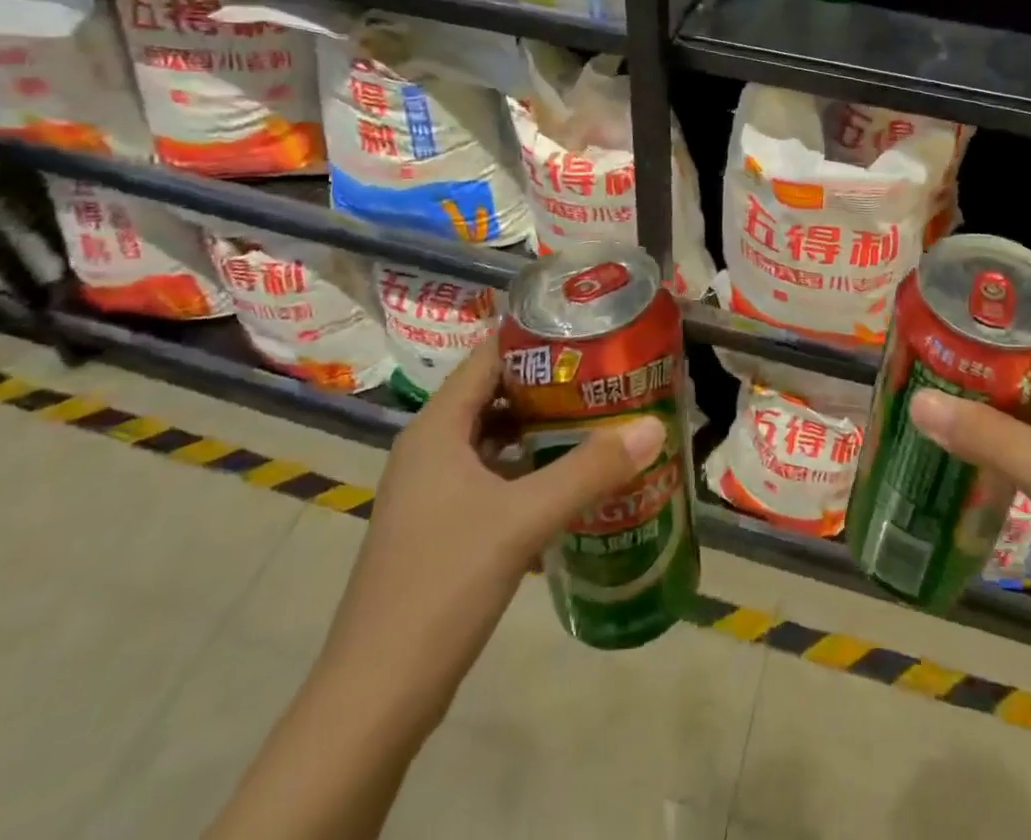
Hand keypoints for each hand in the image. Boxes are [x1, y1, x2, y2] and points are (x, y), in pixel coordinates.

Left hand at [313, 339, 665, 732]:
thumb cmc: (443, 585)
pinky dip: (529, 470)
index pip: (489, 355)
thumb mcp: (522, 520)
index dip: (537, 337)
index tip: (591, 331)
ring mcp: (432, 491)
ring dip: (542, 429)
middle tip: (607, 375)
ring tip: (599, 419)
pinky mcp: (441, 528)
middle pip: (495, 393)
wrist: (376, 698)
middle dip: (550, 384)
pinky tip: (571, 482)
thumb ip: (589, 470)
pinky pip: (492, 478)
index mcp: (437, 428)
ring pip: (495, 438)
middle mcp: (431, 449)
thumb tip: (654, 427)